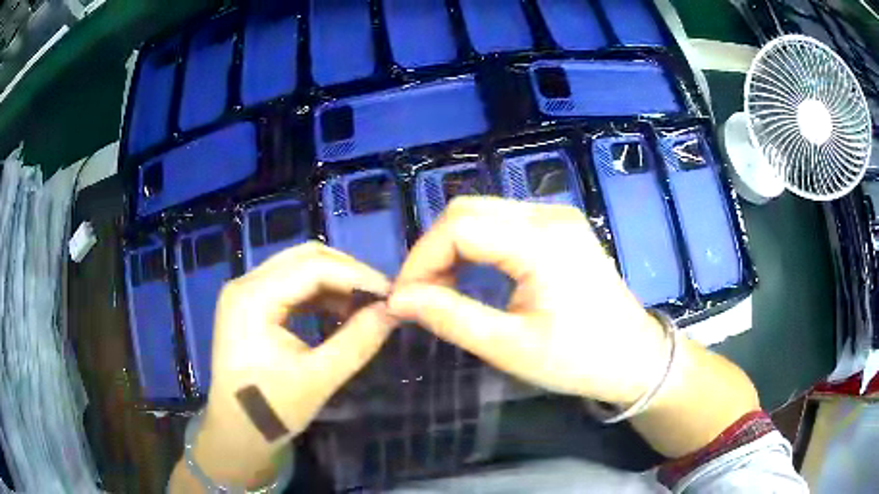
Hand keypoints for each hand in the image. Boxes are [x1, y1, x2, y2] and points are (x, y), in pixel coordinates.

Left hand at [192, 242, 394, 486]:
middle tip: (380, 297)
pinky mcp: (250, 304)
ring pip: (298, 267)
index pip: (313, 267)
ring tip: (365, 305)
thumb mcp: (319, 379)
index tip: (392, 294)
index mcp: (253, 298)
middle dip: (347, 272)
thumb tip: (393, 310)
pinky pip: (290, 285)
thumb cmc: (272, 410)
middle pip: (304, 257)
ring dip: (334, 281)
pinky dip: (318, 293)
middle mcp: (245, 284)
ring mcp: (245, 292)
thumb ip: (358, 341)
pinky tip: (339, 311)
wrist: (236, 432)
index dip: (357, 275)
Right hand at [387, 197, 667, 405]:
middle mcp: (550, 215)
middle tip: (421, 293)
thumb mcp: (510, 347)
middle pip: (467, 209)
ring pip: (483, 211)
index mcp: (542, 242)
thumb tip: (398, 299)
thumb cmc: (578, 360)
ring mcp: (558, 216)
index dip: (421, 259)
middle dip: (433, 249)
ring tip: (442, 287)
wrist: (634, 357)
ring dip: (453, 244)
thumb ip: (450, 317)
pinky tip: (472, 272)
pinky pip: (503, 220)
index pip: (459, 228)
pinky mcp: (560, 225)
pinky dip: (476, 242)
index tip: (404, 297)